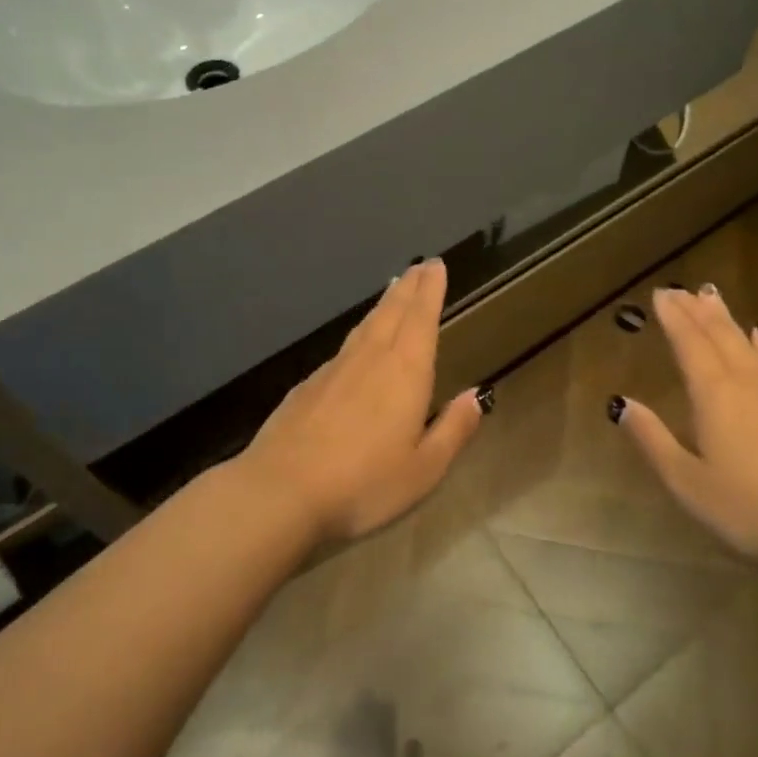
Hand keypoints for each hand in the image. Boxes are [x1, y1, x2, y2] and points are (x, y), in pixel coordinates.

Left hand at [241, 258, 484, 542]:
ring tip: (393, 290)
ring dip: (383, 305)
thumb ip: (453, 429)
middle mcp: (370, 359)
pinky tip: (357, 343)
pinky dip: (359, 332)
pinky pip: (343, 347)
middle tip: (420, 265)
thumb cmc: (363, 484)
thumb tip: (476, 395)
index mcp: (404, 372)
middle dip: (409, 287)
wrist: (281, 491)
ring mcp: (334, 370)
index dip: (430, 290)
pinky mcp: (307, 386)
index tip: (436, 264)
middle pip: (392, 312)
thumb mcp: (424, 469)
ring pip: (365, 326)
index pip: (421, 318)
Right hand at [616, 285, 757, 569]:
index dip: (674, 317)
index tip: (660, 294)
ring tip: (711, 296)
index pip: (689, 344)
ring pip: (746, 343)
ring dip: (726, 318)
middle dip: (696, 310)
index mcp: (714, 395)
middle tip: (678, 289)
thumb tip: (622, 404)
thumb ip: (653, 441)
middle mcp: (746, 383)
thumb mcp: (687, 483)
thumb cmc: (750, 511)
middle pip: (719, 335)